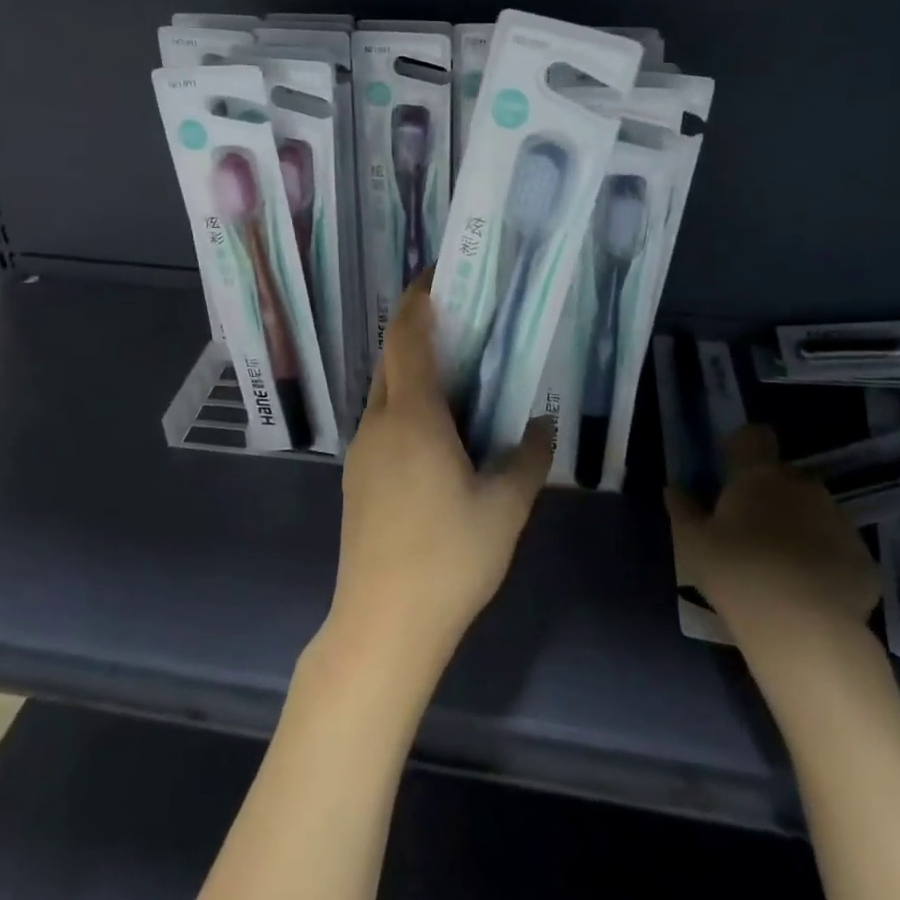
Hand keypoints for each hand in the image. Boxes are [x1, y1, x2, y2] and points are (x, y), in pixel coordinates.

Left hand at [329, 271, 552, 674]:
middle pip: (391, 358)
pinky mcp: (357, 479)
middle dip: (417, 331)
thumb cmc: (448, 559)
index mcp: (412, 416)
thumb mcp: (505, 508)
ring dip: (411, 371)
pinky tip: (436, 433)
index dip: (418, 300)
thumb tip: (542, 425)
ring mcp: (361, 452)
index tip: (438, 275)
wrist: (382, 624)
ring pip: (384, 391)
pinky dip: (405, 406)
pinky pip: (381, 422)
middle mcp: (378, 423)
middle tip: (460, 322)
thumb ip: (527, 458)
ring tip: (455, 375)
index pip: (407, 337)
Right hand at [666, 426, 879, 670]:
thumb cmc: (738, 574)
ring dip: (800, 526)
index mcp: (759, 476)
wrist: (806, 630)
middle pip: (785, 477)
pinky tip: (810, 590)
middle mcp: (803, 487)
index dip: (744, 447)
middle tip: (751, 528)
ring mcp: (839, 522)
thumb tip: (674, 488)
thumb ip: (682, 509)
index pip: (755, 437)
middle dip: (772, 494)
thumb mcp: (692, 544)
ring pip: (815, 511)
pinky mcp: (864, 559)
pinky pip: (838, 548)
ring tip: (781, 564)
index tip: (732, 470)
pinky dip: (825, 559)